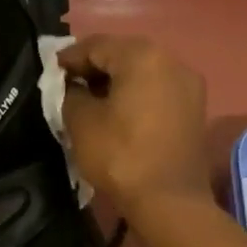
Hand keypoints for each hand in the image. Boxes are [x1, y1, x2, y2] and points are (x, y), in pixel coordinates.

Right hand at [59, 35, 209, 216]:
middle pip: (124, 54)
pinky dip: (136, 94)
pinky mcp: (194, 108)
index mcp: (142, 56)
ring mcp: (188, 85)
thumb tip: (73, 87)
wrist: (169, 201)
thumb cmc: (121, 156)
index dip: (70, 57)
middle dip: (95, 67)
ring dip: (116, 81)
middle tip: (70, 85)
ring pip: (143, 71)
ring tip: (92, 100)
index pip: (97, 45)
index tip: (52, 72)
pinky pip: (158, 90)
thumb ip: (71, 93)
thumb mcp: (81, 122)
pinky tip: (119, 112)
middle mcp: (171, 60)